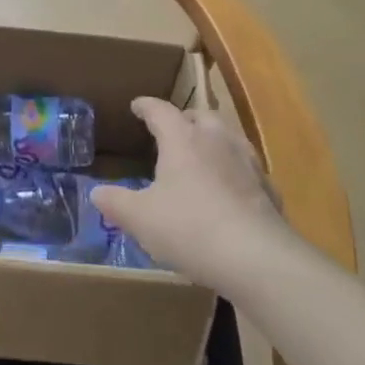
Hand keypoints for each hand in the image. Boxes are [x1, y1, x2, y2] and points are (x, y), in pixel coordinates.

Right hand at [90, 97, 287, 290]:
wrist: (258, 259)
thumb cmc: (190, 228)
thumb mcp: (140, 219)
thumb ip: (116, 202)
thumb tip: (96, 192)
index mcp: (182, 139)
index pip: (161, 110)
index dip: (146, 106)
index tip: (137, 105)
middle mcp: (216, 140)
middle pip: (201, 116)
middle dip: (185, 119)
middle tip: (172, 130)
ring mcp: (247, 163)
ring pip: (228, 137)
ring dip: (213, 140)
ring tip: (201, 156)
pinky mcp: (268, 189)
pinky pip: (247, 168)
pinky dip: (234, 170)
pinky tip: (229, 190)